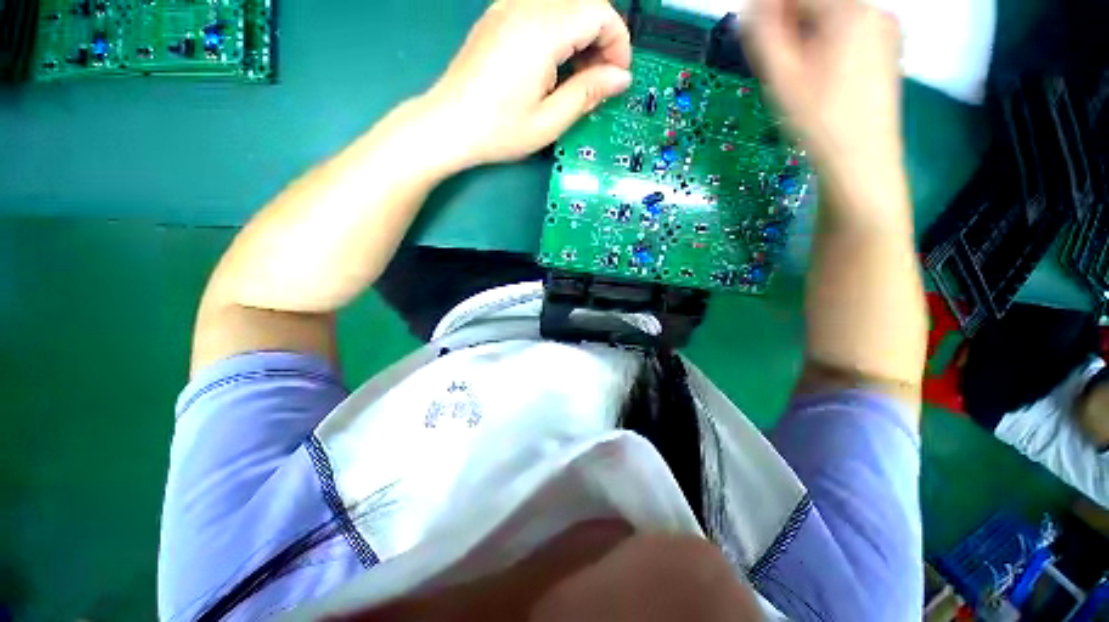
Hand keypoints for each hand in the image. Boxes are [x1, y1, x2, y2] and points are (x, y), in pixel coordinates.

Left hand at [424, 0, 632, 167]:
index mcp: (541, 31)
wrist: (448, 125)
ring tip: (577, 76)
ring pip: (564, 4)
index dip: (617, 42)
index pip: (598, 12)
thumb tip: (621, 78)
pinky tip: (554, 64)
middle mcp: (525, 6)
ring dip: (581, 34)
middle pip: (584, 3)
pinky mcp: (498, 16)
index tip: (616, 77)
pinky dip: (559, 31)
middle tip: (599, 80)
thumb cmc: (498, 130)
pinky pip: (541, 9)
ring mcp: (508, 7)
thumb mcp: (548, 121)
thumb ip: (587, 93)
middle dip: (602, 38)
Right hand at [745, 0, 904, 197]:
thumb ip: (763, 34)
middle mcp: (873, 11)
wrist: (860, 159)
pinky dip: (825, 45)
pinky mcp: (887, 49)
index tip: (750, 31)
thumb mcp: (781, 77)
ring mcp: (884, 30)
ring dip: (805, 37)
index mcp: (849, 11)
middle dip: (788, 25)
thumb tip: (752, 9)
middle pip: (817, 5)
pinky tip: (817, 76)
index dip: (767, 10)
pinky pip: (847, 33)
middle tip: (772, 59)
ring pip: (831, 19)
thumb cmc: (819, 120)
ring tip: (794, 74)